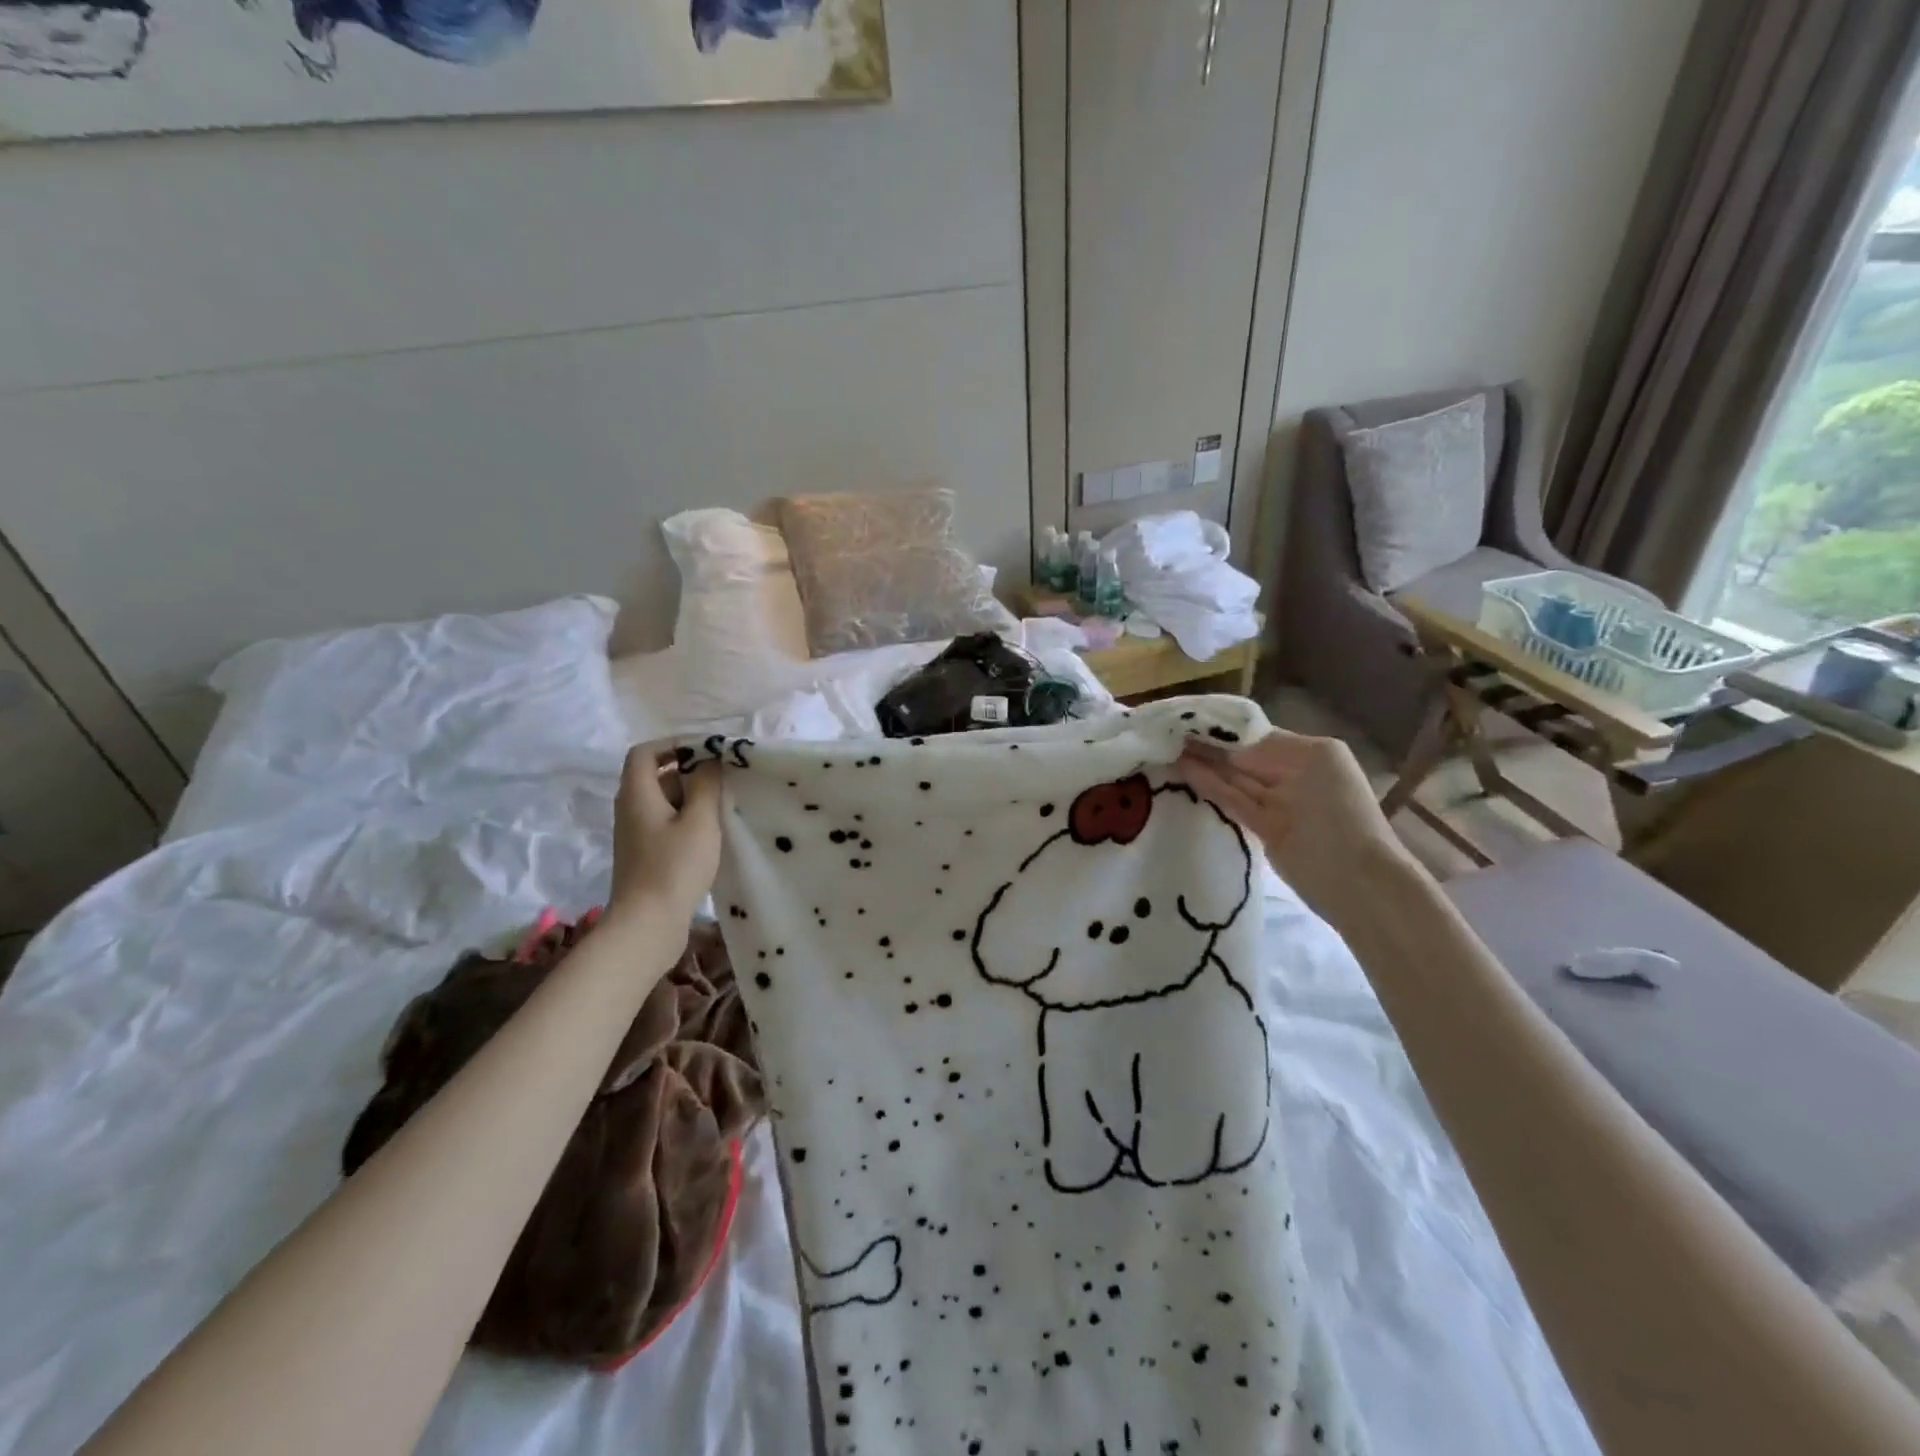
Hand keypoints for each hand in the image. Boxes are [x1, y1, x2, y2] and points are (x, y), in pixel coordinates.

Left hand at [609, 744, 721, 921]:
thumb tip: (710, 760)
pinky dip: (686, 820)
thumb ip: (706, 785)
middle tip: (723, 777)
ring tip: (723, 804)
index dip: (673, 744)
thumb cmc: (674, 866)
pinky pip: (665, 824)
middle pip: (655, 775)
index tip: (706, 751)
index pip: (645, 752)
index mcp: (637, 793)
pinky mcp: (644, 855)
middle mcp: (630, 809)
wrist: (647, 924)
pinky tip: (711, 833)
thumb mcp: (700, 820)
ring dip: (691, 797)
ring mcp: (635, 834)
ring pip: (663, 802)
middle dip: (688, 771)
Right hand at [1174, 731, 1407, 912]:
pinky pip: (1235, 801)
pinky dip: (1212, 788)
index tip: (1188, 719)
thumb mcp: (1310, 764)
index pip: (1255, 734)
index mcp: (1310, 752)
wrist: (1359, 883)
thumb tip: (1219, 748)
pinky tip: (1185, 772)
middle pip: (1242, 756)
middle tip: (1168, 733)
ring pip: (1235, 779)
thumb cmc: (1342, 816)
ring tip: (1167, 750)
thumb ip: (1263, 753)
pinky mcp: (1266, 828)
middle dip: (1209, 746)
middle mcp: (1292, 773)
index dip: (1222, 728)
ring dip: (1204, 766)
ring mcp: (1279, 803)